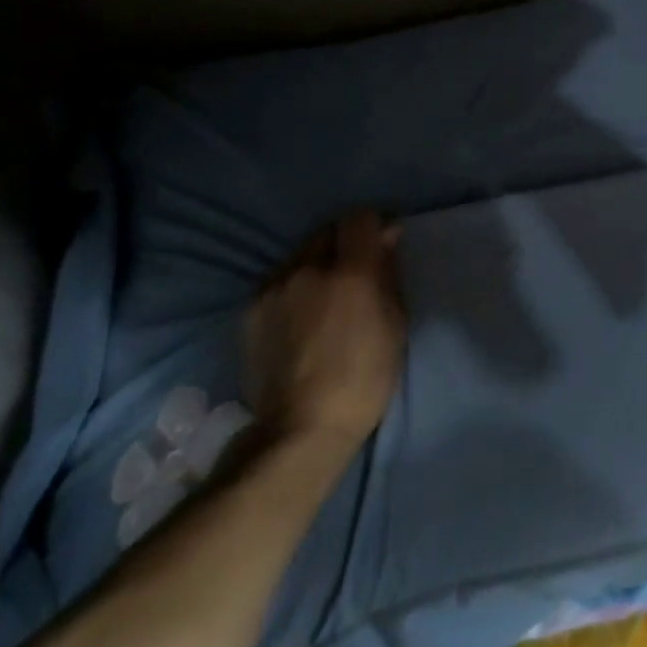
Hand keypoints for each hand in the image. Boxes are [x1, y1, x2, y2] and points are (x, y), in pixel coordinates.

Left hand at [244, 211, 406, 447]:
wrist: (301, 427)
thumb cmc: (364, 380)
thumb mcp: (395, 327)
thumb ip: (388, 275)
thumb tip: (386, 238)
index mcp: (351, 273)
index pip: (361, 218)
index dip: (375, 225)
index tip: (384, 244)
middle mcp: (307, 268)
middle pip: (328, 230)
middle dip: (346, 241)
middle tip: (356, 271)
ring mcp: (273, 287)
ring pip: (300, 253)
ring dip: (317, 262)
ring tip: (325, 295)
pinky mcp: (251, 308)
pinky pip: (279, 279)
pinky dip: (294, 285)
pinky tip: (300, 315)